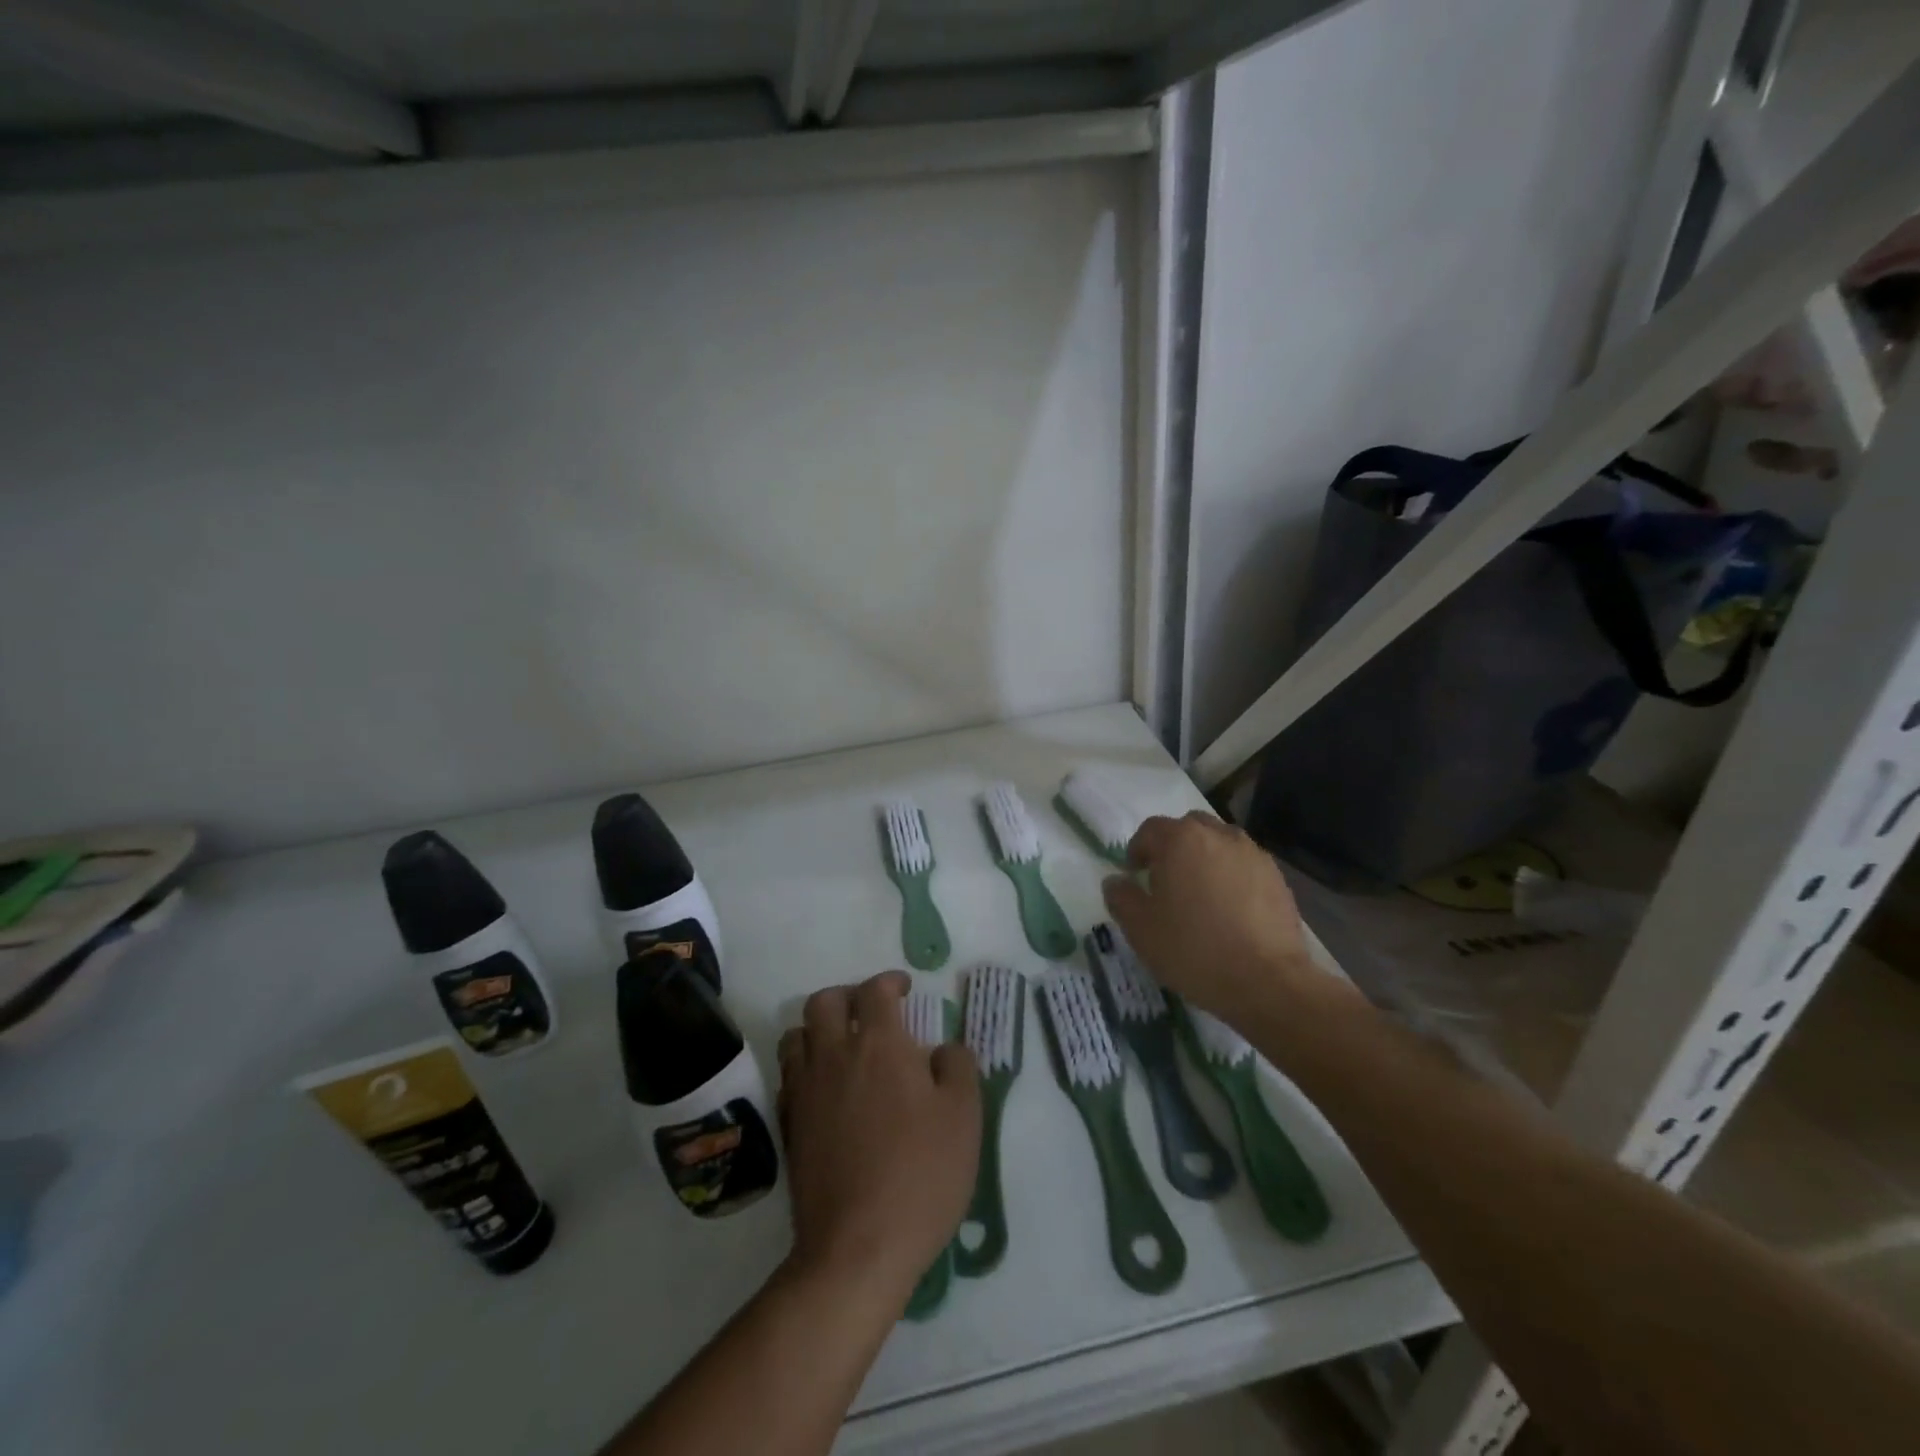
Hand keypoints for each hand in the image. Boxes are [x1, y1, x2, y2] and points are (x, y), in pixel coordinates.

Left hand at [776, 971, 979, 1303]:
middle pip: (824, 1002)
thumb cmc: (921, 1174)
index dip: (890, 981)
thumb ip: (957, 1066)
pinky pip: (789, 1076)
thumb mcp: (964, 1116)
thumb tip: (943, 1048)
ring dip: (818, 1029)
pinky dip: (804, 1067)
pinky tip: (825, 1089)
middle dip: (847, 996)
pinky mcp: (789, 1126)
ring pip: (796, 1035)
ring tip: (842, 1046)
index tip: (904, 990)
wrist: (858, 1247)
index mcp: (880, 1044)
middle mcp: (835, 1055)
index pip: (875, 990)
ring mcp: (806, 1091)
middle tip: (870, 1012)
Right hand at [1102, 812, 1332, 1027]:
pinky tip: (1229, 911)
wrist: (1267, 982)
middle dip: (1173, 848)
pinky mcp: (1277, 878)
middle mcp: (1218, 835)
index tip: (1134, 877)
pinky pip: (1244, 866)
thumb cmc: (1193, 949)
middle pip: (1188, 829)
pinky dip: (1232, 877)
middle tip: (1166, 881)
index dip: (1137, 850)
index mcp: (1180, 840)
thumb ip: (1120, 897)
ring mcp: (1252, 855)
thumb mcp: (1139, 928)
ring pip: (1219, 844)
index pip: (1150, 830)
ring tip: (1200, 895)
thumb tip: (1116, 881)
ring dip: (1205, 859)